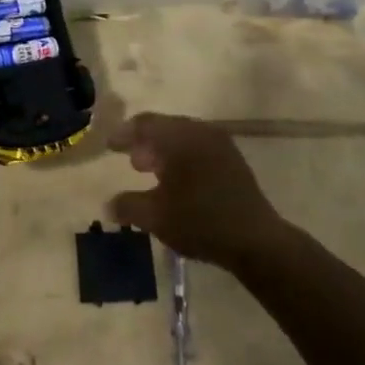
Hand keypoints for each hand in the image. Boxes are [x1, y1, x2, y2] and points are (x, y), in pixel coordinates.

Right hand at [106, 115, 287, 269]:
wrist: (256, 241)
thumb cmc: (200, 222)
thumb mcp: (155, 217)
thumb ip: (128, 206)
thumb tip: (109, 205)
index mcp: (179, 137)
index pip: (145, 124)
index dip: (124, 134)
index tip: (110, 146)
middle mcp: (200, 132)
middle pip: (165, 127)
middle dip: (145, 142)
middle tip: (131, 161)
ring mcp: (221, 144)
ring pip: (184, 138)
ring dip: (165, 151)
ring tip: (151, 172)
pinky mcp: (234, 161)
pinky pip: (200, 149)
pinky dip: (183, 158)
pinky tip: (179, 181)